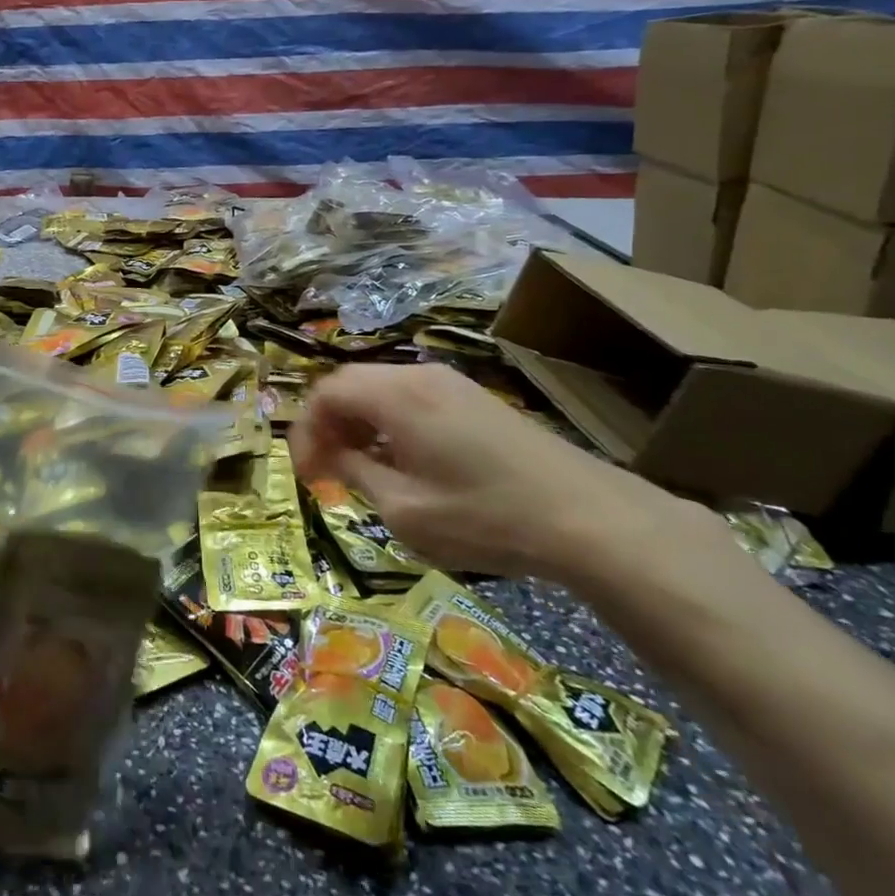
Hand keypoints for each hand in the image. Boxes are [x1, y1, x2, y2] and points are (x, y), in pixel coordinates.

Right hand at [289, 363, 693, 581]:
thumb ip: (356, 474)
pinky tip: (404, 463)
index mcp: (396, 395)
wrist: (588, 519)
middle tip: (327, 470)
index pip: (326, 393)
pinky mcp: (475, 400)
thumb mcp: (404, 510)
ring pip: (382, 390)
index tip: (307, 474)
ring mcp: (452, 385)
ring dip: (359, 424)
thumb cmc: (485, 516)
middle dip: (329, 425)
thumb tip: (335, 457)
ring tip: (361, 469)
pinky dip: (390, 424)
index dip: (305, 431)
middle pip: (351, 384)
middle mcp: (420, 376)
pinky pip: (412, 399)